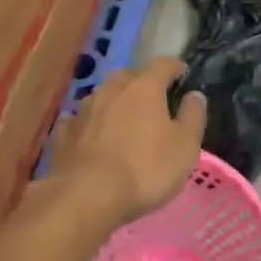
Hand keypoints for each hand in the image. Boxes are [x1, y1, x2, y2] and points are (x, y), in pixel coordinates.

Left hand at [51, 58, 205, 227]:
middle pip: (131, 76)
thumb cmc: (144, 169)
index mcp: (144, 86)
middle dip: (143, 84)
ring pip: (105, 96)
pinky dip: (91, 124)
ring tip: (124, 120)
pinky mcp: (66, 132)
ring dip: (116, 103)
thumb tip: (194, 95)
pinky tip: (93, 137)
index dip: (175, 67)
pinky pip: (82, 120)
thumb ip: (193, 116)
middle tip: (154, 101)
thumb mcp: (185, 147)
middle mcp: (113, 88)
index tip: (182, 74)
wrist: (86, 196)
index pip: (163, 64)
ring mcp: (85, 108)